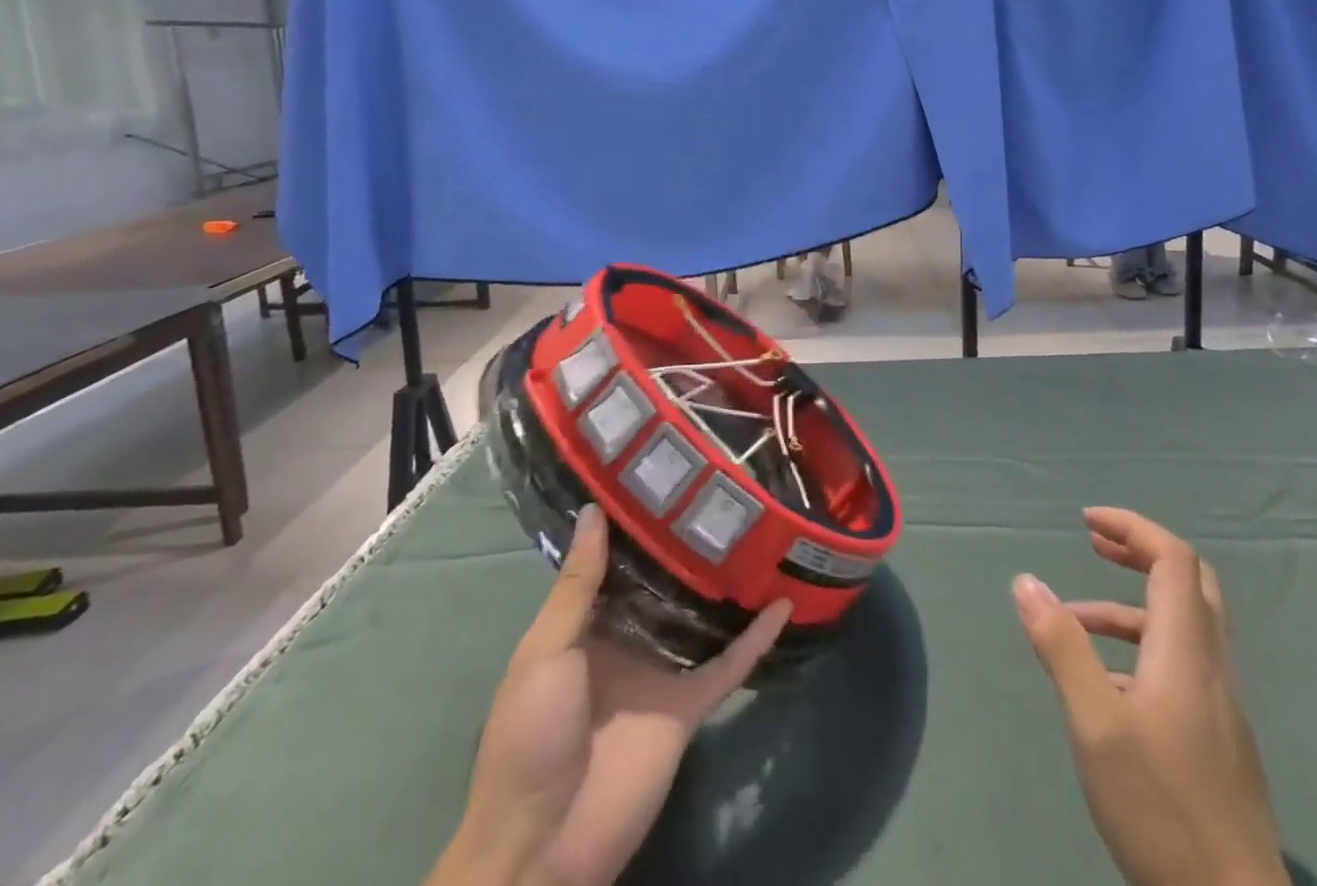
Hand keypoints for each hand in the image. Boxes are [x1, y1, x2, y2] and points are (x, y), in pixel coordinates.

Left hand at [428, 506, 790, 885]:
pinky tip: (785, 603)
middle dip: (688, 543)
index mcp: (588, 623)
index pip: (618, 561)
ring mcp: (662, 669)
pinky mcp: (690, 704)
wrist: (544, 842)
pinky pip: (729, 665)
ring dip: (727, 583)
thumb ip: (578, 586)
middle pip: (665, 582)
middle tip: (722, 490)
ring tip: (759, 529)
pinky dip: (756, 639)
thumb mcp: (546, 651)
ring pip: (702, 615)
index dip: (638, 521)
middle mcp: (629, 638)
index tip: (666, 474)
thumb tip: (594, 509)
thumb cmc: (530, 734)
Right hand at [1012, 508, 1286, 885]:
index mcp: (1187, 652)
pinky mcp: (1218, 740)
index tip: (1087, 521)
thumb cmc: (1161, 809)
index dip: (1133, 528)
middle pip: (1190, 583)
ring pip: (1184, 627)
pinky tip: (1105, 686)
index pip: (1174, 559)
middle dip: (1140, 552)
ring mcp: (1220, 706)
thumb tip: (1026, 581)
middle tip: (1095, 544)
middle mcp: (1211, 667)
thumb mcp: (1095, 724)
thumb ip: (1061, 646)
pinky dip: (1141, 648)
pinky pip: (1181, 665)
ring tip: (1074, 619)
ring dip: (1130, 606)